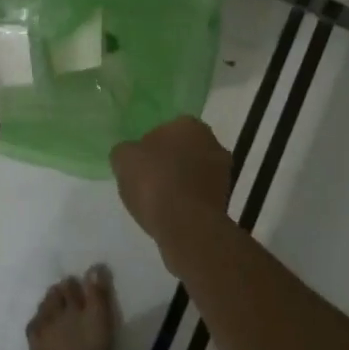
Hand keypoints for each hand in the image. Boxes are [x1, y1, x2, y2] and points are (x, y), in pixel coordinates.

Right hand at [110, 116, 232, 240]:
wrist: (186, 225)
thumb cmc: (154, 182)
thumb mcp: (123, 159)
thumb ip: (126, 151)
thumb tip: (130, 154)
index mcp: (189, 124)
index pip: (166, 130)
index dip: (150, 147)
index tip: (139, 165)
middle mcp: (212, 142)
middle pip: (183, 150)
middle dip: (169, 162)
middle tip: (148, 181)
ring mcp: (223, 172)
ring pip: (194, 173)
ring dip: (180, 182)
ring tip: (158, 201)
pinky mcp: (225, 199)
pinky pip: (199, 195)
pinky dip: (188, 201)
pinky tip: (172, 213)